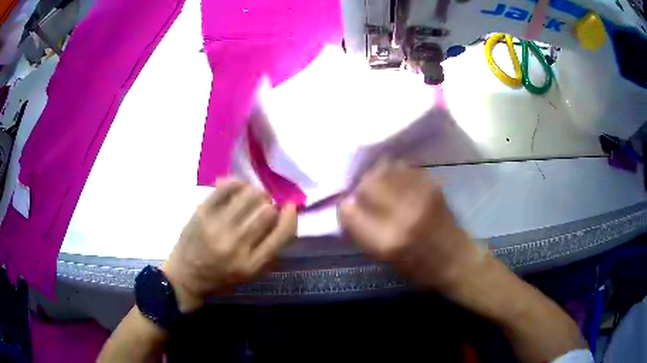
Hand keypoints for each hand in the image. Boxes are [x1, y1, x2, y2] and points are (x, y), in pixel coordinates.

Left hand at [162, 178, 296, 311]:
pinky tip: (239, 187)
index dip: (291, 216)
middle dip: (271, 205)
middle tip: (266, 205)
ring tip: (252, 197)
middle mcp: (237, 245)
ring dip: (256, 193)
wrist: (186, 276)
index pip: (283, 233)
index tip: (290, 207)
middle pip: (267, 211)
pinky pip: (226, 187)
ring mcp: (217, 226)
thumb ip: (269, 250)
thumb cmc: (221, 278)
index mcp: (252, 264)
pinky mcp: (202, 212)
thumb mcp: (251, 274)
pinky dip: (237, 183)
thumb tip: (284, 216)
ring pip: (249, 196)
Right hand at [339, 160, 484, 291]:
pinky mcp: (432, 187)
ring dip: (377, 175)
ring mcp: (419, 197)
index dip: (345, 207)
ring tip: (381, 185)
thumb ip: (362, 231)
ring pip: (386, 170)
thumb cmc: (417, 267)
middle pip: (367, 184)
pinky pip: (404, 169)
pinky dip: (395, 172)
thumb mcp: (382, 258)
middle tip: (364, 194)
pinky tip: (398, 181)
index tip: (349, 207)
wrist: (454, 259)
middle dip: (361, 187)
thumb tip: (348, 205)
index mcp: (385, 240)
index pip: (349, 210)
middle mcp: (402, 214)